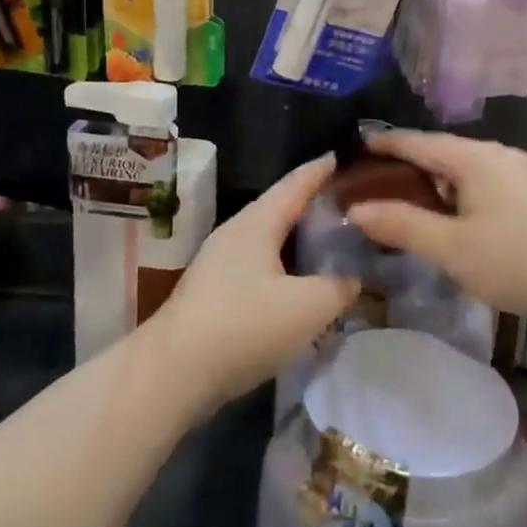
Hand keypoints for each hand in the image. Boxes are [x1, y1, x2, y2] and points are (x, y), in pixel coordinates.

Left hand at [147, 156, 358, 409]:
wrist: (173, 371)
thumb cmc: (243, 326)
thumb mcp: (307, 307)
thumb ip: (339, 287)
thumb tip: (353, 277)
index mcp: (256, 223)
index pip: (294, 184)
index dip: (319, 170)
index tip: (340, 154)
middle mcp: (235, 233)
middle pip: (278, 207)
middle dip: (309, 201)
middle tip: (344, 199)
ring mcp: (219, 261)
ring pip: (266, 236)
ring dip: (295, 233)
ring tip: (325, 237)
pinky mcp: (213, 291)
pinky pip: (257, 262)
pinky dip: (282, 261)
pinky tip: (296, 279)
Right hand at [345, 131, 526, 328]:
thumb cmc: (518, 261)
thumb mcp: (451, 248)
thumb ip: (401, 225)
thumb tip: (355, 210)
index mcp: (474, 157)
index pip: (418, 142)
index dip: (384, 144)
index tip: (356, 147)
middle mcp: (498, 154)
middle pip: (442, 152)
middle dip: (408, 165)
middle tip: (375, 183)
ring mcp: (522, 173)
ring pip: (465, 169)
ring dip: (435, 182)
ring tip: (408, 202)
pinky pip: (485, 182)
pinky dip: (459, 193)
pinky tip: (454, 218)